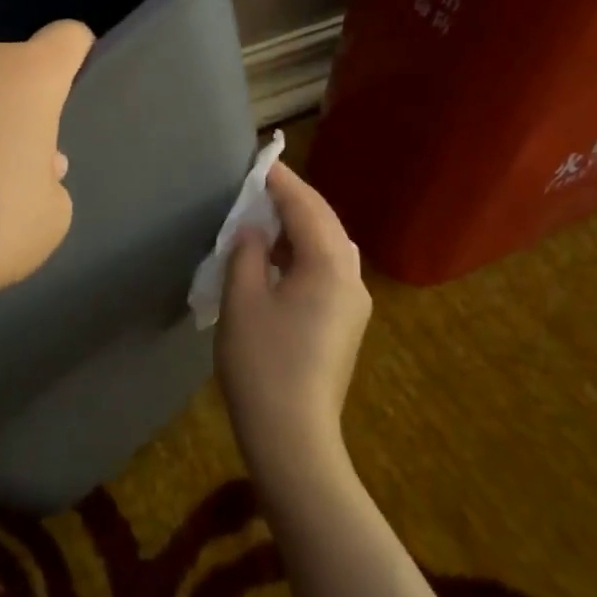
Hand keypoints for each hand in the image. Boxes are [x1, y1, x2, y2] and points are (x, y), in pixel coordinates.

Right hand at [217, 161, 371, 472]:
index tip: (259, 161)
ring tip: (266, 215)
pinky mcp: (346, 323)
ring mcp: (353, 303)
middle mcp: (351, 278)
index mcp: (329, 266)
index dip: (281, 182)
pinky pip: (328, 270)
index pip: (306, 207)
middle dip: (295, 199)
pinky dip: (305, 251)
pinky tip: (279, 257)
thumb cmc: (262, 363)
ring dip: (301, 225)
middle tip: (260, 183)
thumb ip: (248, 252)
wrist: (293, 435)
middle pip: (325, 222)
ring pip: (330, 246)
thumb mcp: (242, 299)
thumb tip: (255, 230)